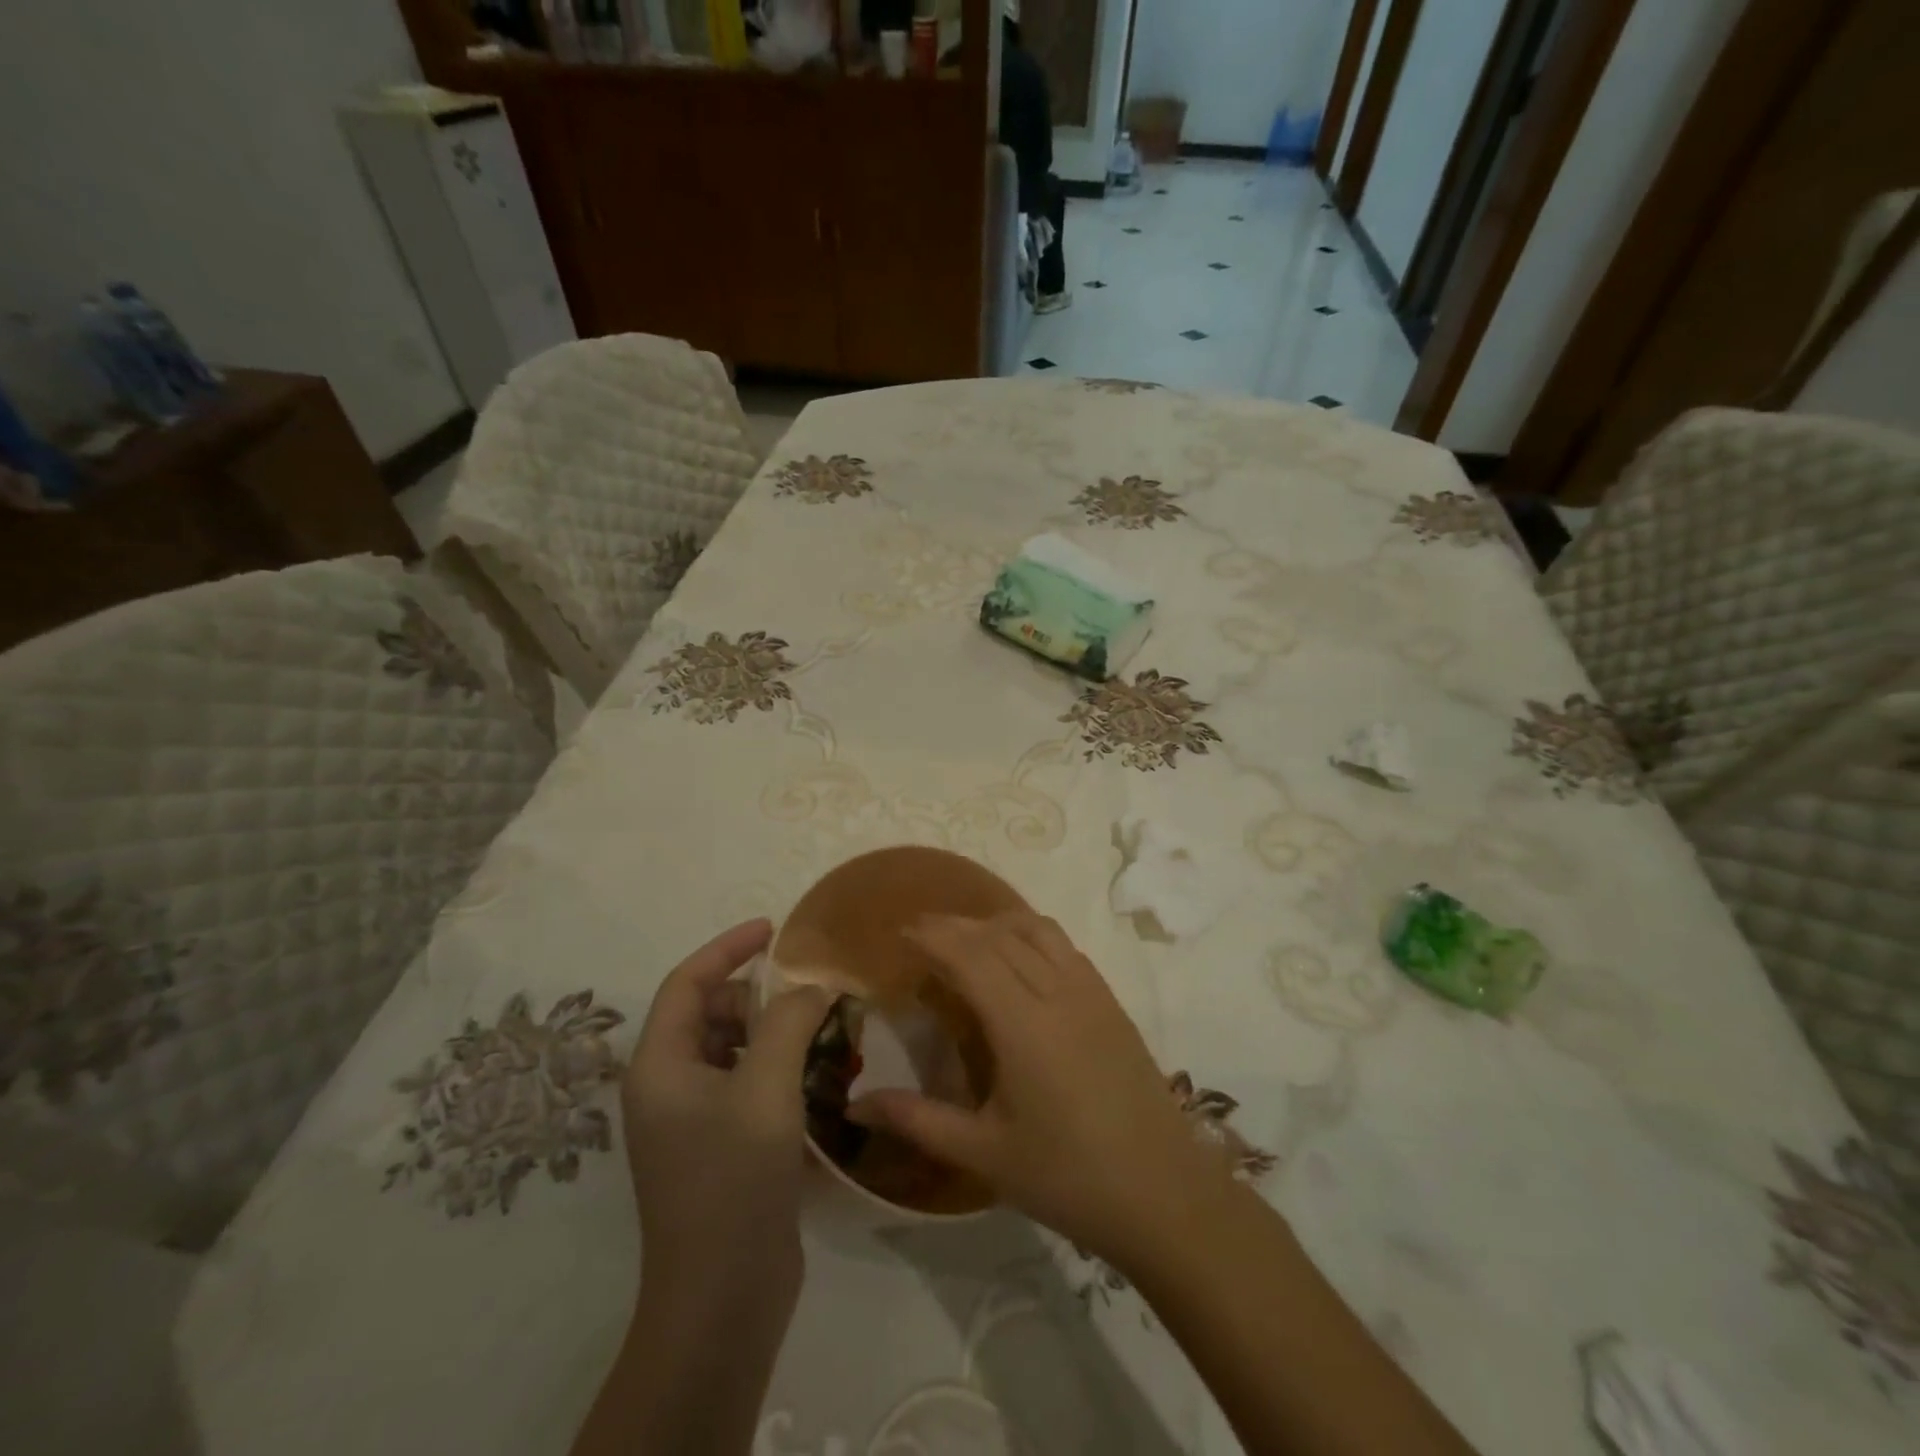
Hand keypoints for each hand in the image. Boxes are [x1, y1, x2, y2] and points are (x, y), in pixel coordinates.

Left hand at [621, 919, 832, 1308]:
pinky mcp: (718, 1149)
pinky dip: (779, 1071)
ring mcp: (692, 1122)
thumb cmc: (733, 1180)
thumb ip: (790, 1022)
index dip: (728, 947)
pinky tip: (819, 1080)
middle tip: (811, 995)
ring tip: (824, 1034)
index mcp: (660, 1065)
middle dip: (760, 997)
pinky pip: (747, 1086)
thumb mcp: (766, 1088)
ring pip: (733, 1050)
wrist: (722, 1299)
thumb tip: (813, 987)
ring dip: (775, 1034)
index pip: (687, 982)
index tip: (774, 929)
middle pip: (712, 1014)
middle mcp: (667, 1087)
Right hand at [849, 912, 1224, 1264]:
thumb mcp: (984, 1153)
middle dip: (957, 925)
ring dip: (997, 923)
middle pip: (1001, 935)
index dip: (935, 936)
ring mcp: (1091, 992)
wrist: (1163, 1194)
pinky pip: (1065, 947)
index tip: (903, 931)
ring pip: (1038, 930)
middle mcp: (1057, 992)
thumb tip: (857, 1103)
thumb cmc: (1067, 1177)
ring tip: (968, 939)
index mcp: (1023, 1024)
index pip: (971, 955)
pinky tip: (1020, 959)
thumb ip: (918, 1120)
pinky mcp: (1112, 1002)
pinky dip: (1032, 934)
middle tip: (923, 933)